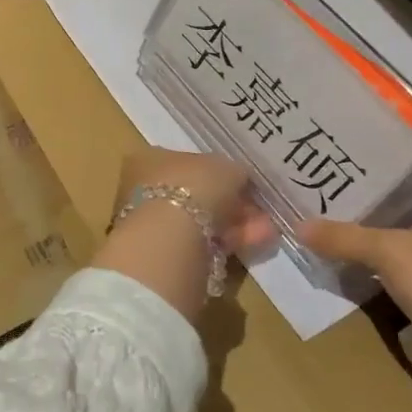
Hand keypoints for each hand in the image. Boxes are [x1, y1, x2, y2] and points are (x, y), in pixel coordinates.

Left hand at [88, 147, 272, 323]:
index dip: (218, 173)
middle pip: (194, 194)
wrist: (169, 238)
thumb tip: (238, 179)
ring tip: (267, 228)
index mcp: (148, 158)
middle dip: (229, 202)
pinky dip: (229, 242)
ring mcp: (152, 224)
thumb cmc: (192, 186)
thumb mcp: (224, 167)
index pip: (185, 162)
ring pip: (201, 221)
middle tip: (259, 210)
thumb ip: (233, 171)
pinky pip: (203, 243)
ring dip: (234, 224)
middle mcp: (144, 189)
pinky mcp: (164, 253)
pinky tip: (258, 242)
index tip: (243, 183)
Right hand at [299, 150, 411, 359]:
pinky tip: (351, 236)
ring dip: (386, 208)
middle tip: (347, 153)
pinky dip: (384, 241)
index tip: (387, 123)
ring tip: (341, 189)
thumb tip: (299, 226)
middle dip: (392, 169)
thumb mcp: (391, 254)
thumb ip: (344, 237)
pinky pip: (410, 248)